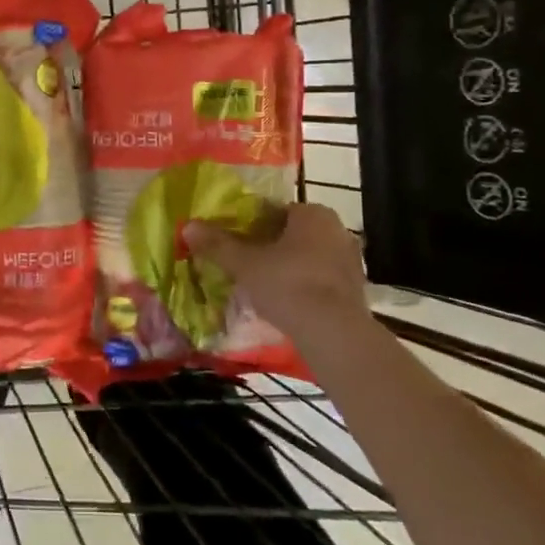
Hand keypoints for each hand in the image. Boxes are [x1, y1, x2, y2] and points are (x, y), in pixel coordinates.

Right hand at [185, 203, 368, 340]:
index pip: (277, 211)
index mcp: (313, 214)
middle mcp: (337, 230)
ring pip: (309, 258)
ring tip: (264, 287)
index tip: (237, 242)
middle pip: (294, 234)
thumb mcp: (245, 264)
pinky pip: (322, 281)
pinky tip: (287, 304)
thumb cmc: (288, 285)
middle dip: (272, 247)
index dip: (253, 225)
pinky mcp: (356, 290)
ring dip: (290, 268)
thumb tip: (188, 226)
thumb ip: (218, 244)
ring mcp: (351, 261)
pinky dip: (305, 288)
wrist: (334, 333)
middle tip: (247, 264)